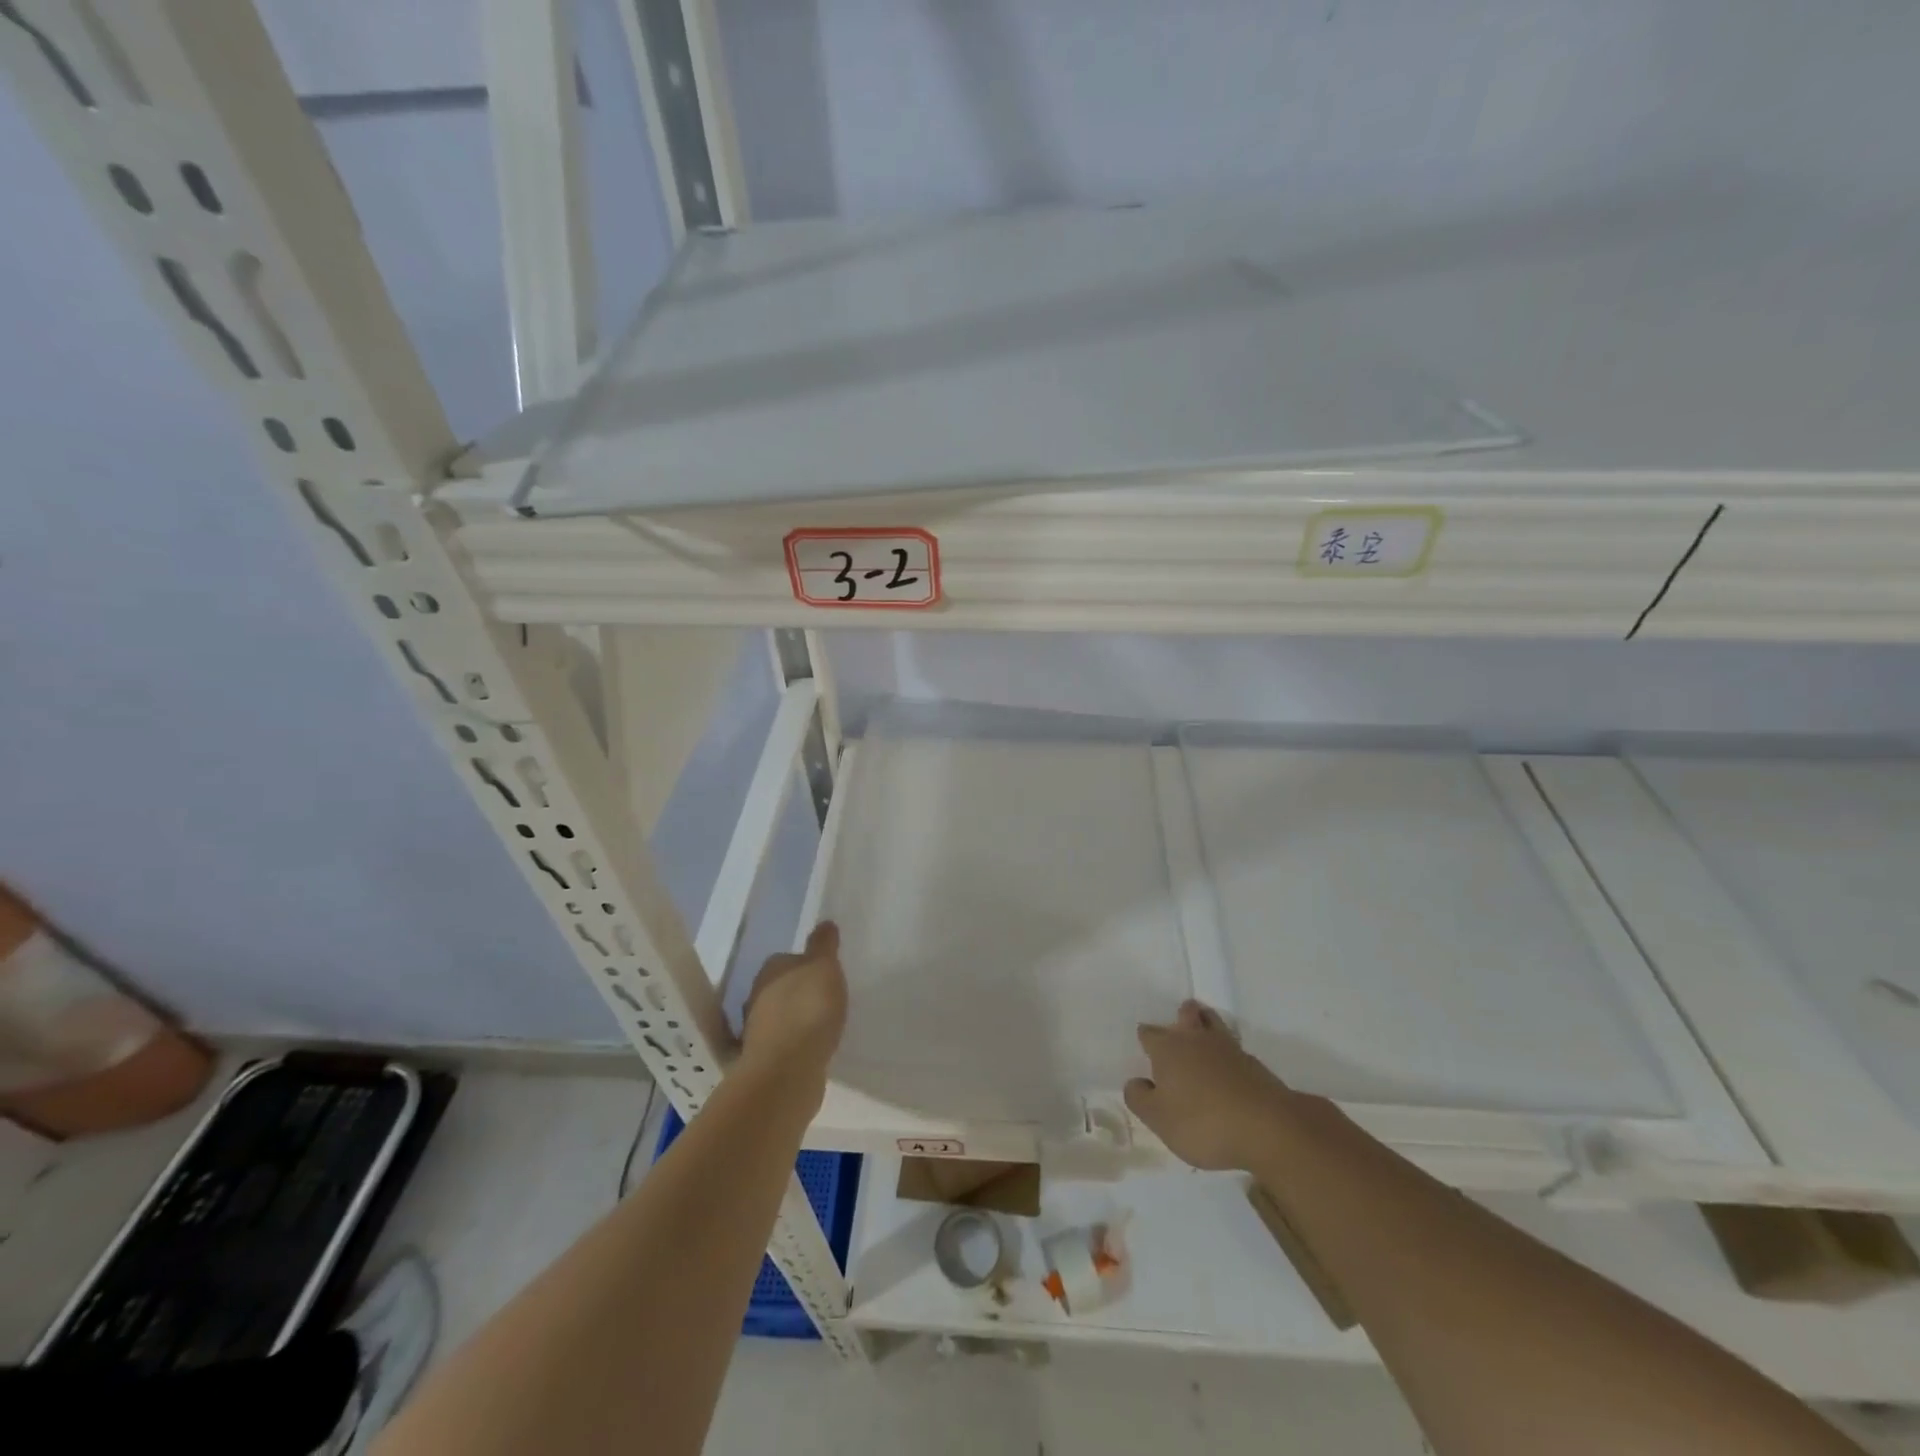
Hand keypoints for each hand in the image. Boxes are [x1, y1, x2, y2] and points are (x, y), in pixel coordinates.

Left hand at [741, 921, 846, 1087]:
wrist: (787, 1070)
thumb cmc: (807, 1009)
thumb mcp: (824, 968)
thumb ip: (824, 946)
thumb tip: (825, 923)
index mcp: (770, 970)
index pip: (787, 959)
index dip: (806, 965)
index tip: (825, 973)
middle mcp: (757, 996)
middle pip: (781, 987)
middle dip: (800, 992)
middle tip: (826, 997)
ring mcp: (757, 1030)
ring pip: (781, 1016)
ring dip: (797, 1018)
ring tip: (823, 1024)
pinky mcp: (765, 1059)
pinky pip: (785, 1043)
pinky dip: (797, 1042)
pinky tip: (814, 1047)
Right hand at [1124, 1001, 1291, 1170]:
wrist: (1267, 1128)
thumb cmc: (1203, 1123)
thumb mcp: (1159, 1119)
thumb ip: (1140, 1098)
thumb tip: (1135, 1081)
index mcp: (1168, 1049)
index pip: (1149, 1034)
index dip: (1146, 1039)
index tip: (1146, 1048)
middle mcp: (1196, 1040)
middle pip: (1187, 1015)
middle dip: (1181, 1017)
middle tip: (1179, 1026)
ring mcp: (1229, 1049)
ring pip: (1213, 1024)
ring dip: (1207, 1025)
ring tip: (1204, 1035)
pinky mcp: (1254, 1065)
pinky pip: (1234, 1049)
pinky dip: (1227, 1054)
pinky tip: (1227, 1069)